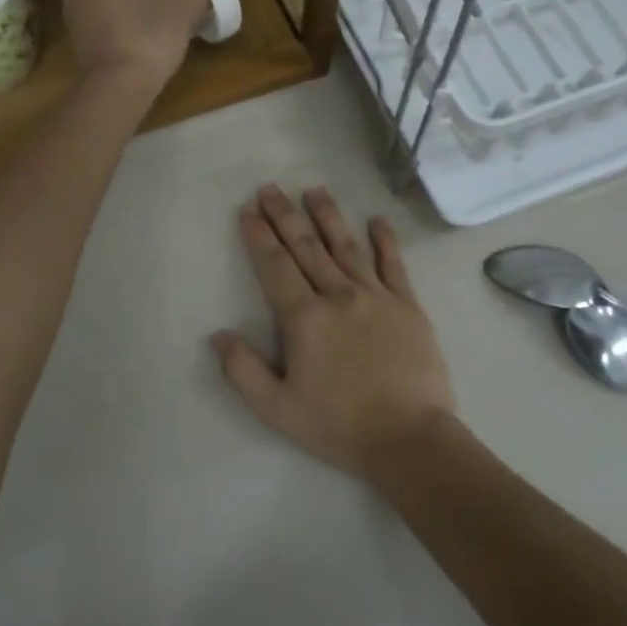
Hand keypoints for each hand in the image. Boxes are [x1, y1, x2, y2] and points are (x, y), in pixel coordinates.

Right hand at [212, 185, 455, 475]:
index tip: (248, 211)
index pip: (275, 267)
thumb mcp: (278, 409)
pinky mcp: (408, 305)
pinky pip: (394, 264)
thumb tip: (218, 335)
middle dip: (284, 216)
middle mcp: (338, 295)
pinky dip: (385, 240)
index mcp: (305, 318)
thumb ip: (243, 370)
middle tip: (270, 188)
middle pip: (306, 247)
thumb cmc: (339, 425)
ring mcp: (376, 296)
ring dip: (328, 216)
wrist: (408, 437)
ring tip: (314, 190)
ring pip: (346, 246)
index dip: (259, 237)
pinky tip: (377, 220)